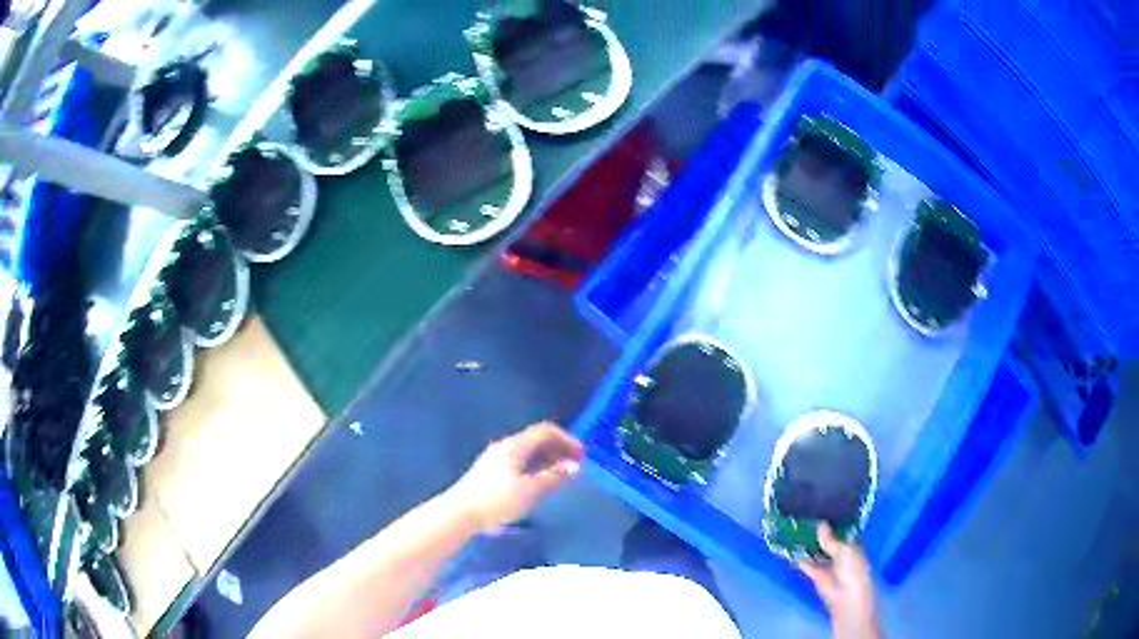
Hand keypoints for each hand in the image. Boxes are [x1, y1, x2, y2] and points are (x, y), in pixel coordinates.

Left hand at [448, 422, 583, 532]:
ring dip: (547, 458)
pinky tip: (539, 482)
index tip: (582, 454)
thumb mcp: (530, 490)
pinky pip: (520, 461)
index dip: (567, 439)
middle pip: (536, 439)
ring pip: (528, 451)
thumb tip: (574, 466)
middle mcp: (505, 447)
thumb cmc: (497, 500)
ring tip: (561, 474)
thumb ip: (553, 477)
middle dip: (559, 448)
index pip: (545, 431)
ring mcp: (495, 458)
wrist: (461, 513)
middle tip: (575, 464)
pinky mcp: (490, 472)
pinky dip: (535, 466)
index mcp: (515, 446)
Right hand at [798, 523, 881, 638]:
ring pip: (815, 549)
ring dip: (806, 542)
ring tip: (793, 527)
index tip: (821, 507)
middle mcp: (838, 551)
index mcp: (850, 543)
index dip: (832, 520)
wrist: (845, 595)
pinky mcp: (815, 573)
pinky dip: (798, 556)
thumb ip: (831, 539)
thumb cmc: (853, 569)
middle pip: (826, 538)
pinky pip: (805, 562)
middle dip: (817, 530)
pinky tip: (788, 545)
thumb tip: (820, 523)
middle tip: (804, 515)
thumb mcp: (845, 550)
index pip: (841, 528)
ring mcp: (826, 562)